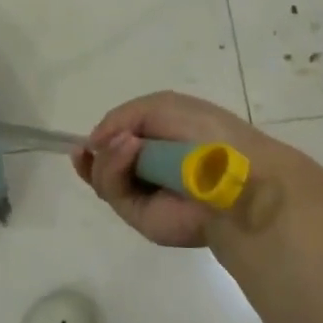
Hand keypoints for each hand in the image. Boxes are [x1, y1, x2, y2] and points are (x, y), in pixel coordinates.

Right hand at [71, 91, 309, 246]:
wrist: (234, 174)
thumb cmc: (205, 132)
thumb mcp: (160, 106)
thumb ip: (120, 118)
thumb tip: (93, 143)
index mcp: (161, 142)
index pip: (120, 143)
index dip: (102, 138)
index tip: (88, 137)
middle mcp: (150, 169)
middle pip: (104, 164)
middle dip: (95, 153)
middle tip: (93, 144)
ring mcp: (145, 194)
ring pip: (103, 178)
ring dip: (107, 156)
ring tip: (127, 143)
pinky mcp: (140, 216)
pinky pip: (113, 192)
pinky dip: (113, 168)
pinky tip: (129, 150)